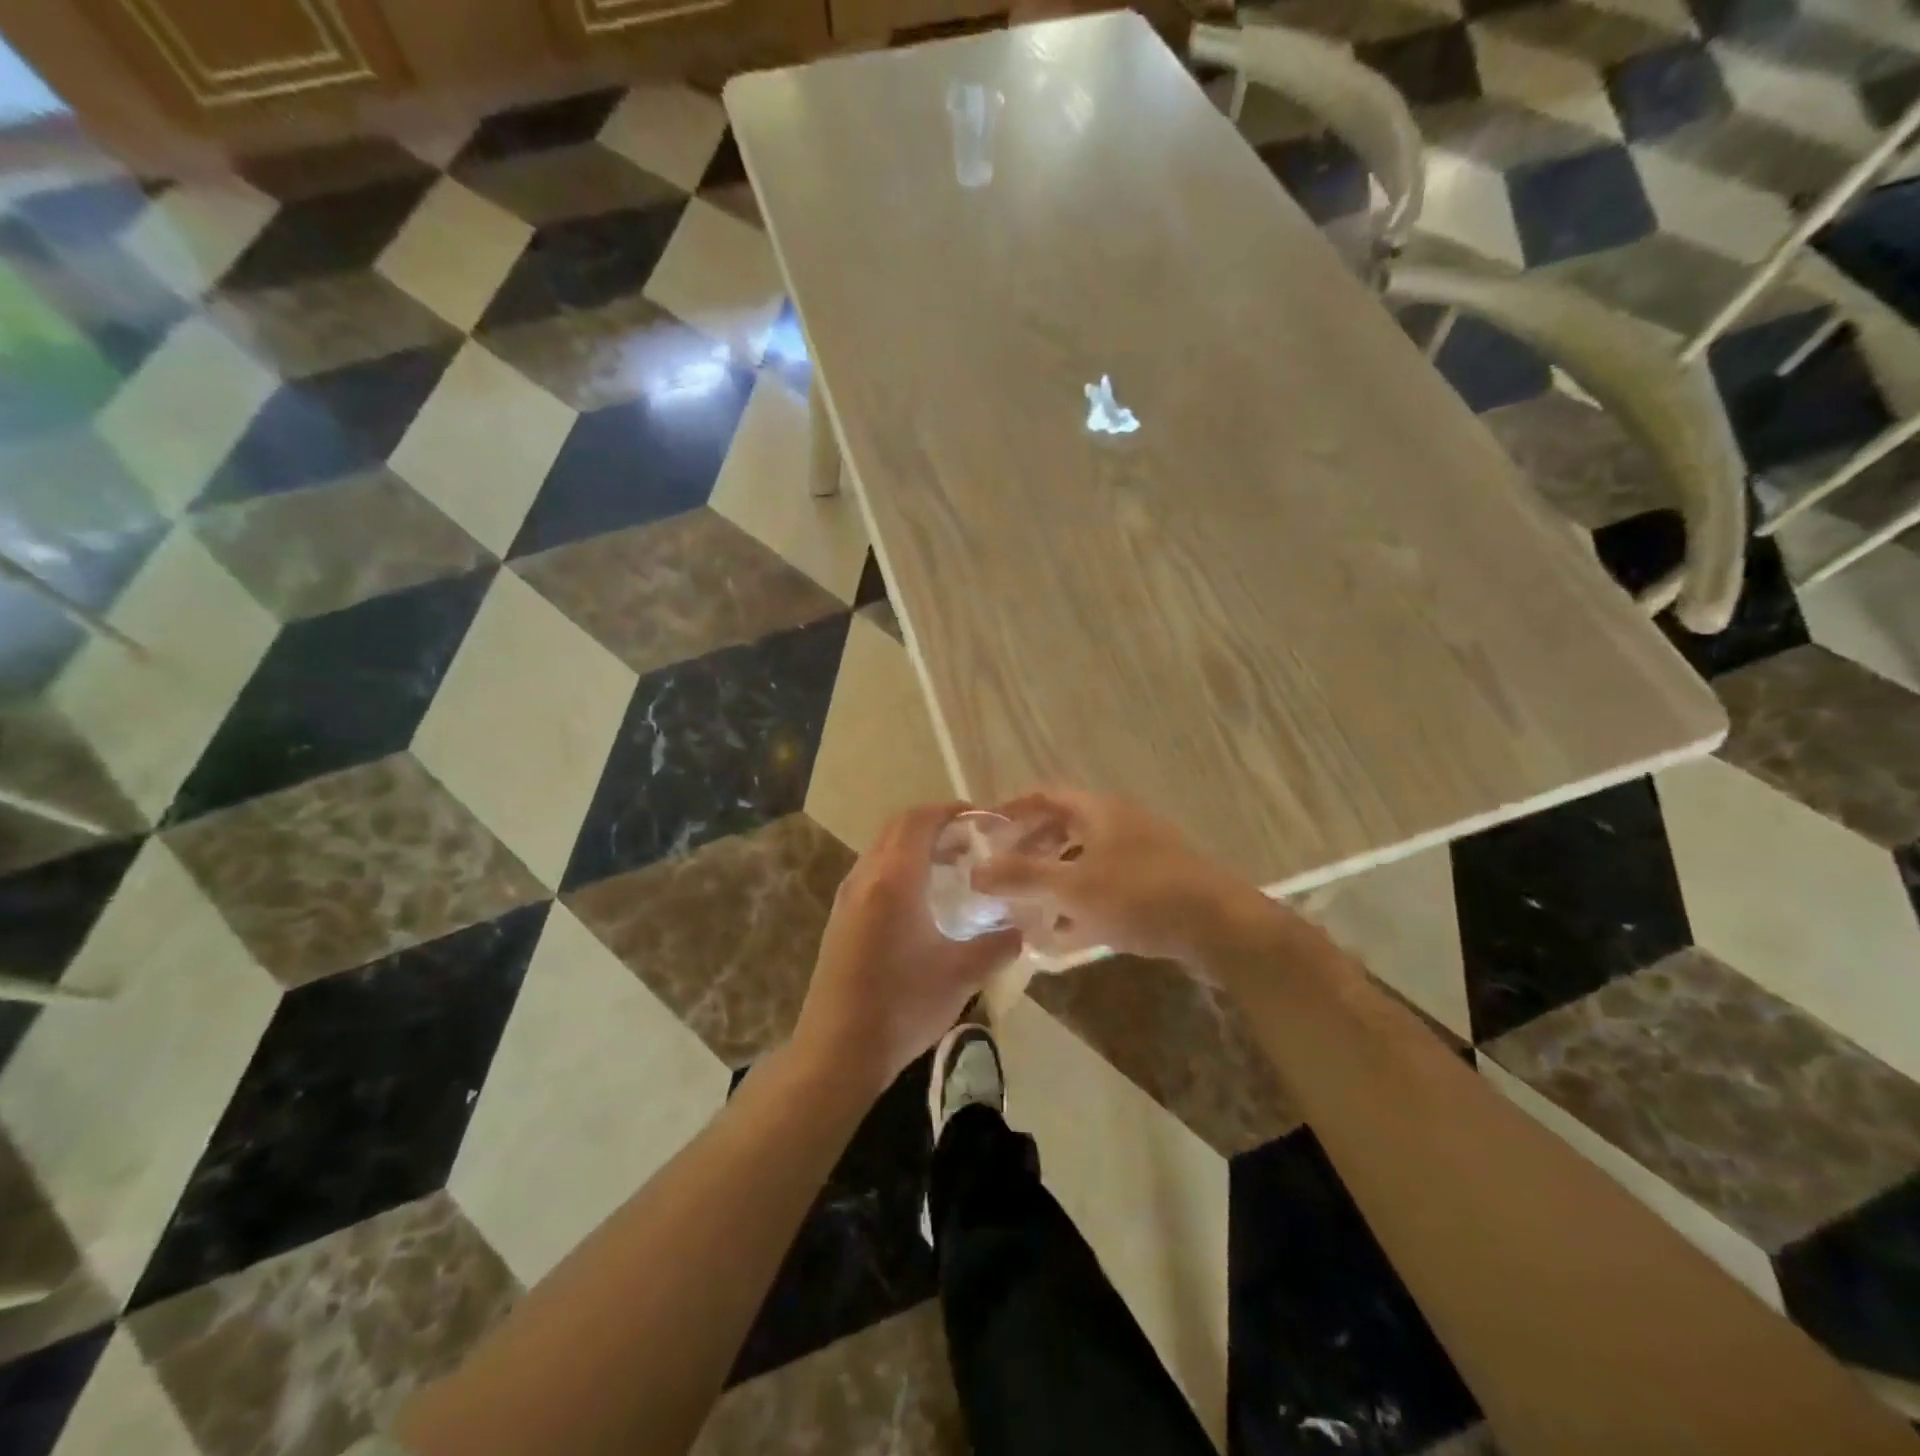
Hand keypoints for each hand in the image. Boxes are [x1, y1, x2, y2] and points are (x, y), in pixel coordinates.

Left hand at [793, 803, 1021, 1094]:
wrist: (837, 1050)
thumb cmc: (901, 1006)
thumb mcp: (960, 975)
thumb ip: (996, 945)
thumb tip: (1023, 930)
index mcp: (894, 879)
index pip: (921, 820)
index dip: (952, 811)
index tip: (985, 820)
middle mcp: (866, 876)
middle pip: (898, 827)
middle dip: (935, 824)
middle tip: (972, 841)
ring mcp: (848, 896)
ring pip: (883, 848)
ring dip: (916, 846)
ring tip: (953, 868)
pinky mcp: (841, 917)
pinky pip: (873, 872)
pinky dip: (900, 867)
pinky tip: (923, 901)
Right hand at [973, 787, 1279, 967]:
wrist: (1220, 927)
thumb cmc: (1139, 896)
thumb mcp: (1072, 888)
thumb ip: (1022, 878)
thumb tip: (975, 872)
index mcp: (1098, 811)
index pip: (1044, 797)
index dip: (1012, 810)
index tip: (984, 832)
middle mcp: (1119, 822)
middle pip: (1063, 828)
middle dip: (1030, 850)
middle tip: (1001, 874)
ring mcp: (1141, 853)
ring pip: (1084, 859)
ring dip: (1054, 879)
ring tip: (1026, 906)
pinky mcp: (1156, 883)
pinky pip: (1106, 885)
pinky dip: (1081, 901)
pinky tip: (1064, 933)